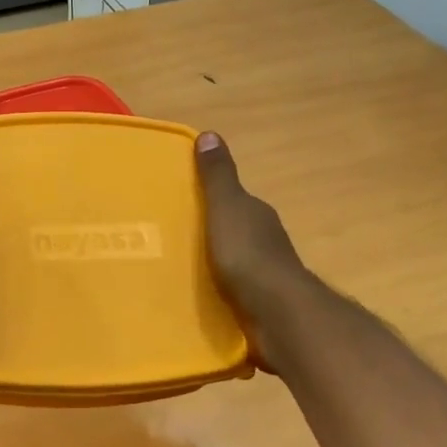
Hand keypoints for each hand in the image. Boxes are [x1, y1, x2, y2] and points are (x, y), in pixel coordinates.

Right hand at [195, 131, 315, 366]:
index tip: (181, 203)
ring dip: (213, 265)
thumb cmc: (248, 254)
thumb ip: (217, 177)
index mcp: (257, 215)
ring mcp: (264, 275)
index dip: (211, 199)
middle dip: (209, 234)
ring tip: (177, 271)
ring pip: (233, 263)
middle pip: (233, 232)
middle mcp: (265, 241)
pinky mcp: (258, 304)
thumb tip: (210, 134)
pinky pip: (232, 292)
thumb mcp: (227, 207)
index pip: (234, 200)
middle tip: (171, 239)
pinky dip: (217, 292)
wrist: (275, 312)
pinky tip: (197, 298)